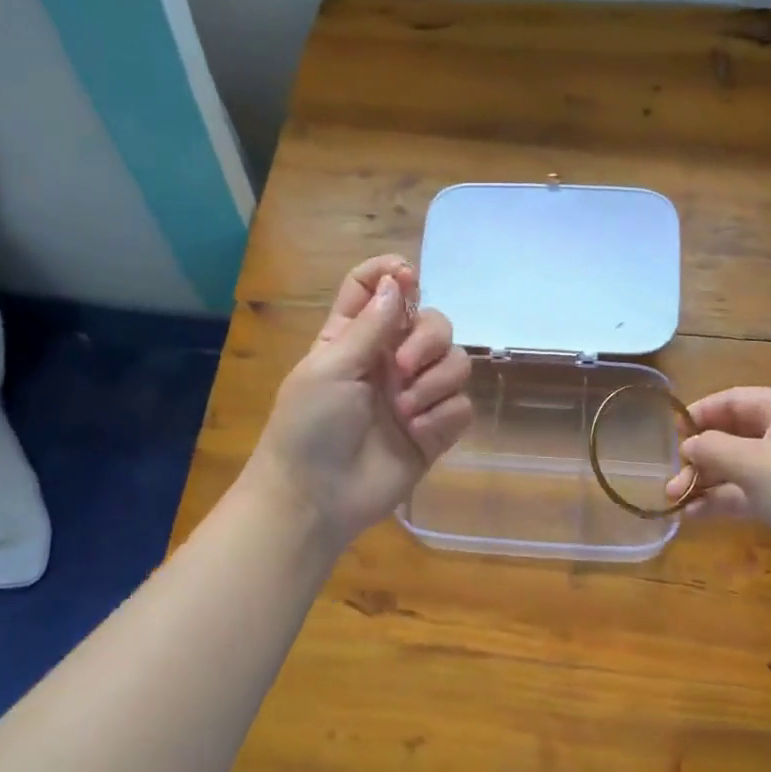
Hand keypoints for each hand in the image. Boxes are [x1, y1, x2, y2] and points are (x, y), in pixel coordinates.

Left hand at [243, 255, 472, 547]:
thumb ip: (370, 325)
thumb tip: (397, 279)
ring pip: (456, 362)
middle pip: (433, 322)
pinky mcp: (436, 429)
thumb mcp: (331, 367)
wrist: (316, 497)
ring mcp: (416, 395)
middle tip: (404, 368)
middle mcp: (391, 359)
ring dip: (435, 382)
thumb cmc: (309, 426)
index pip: (376, 288)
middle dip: (427, 339)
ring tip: (405, 410)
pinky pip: (461, 405)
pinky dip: (442, 416)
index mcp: (355, 337)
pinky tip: (417, 432)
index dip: (393, 274)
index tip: (407, 277)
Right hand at [663, 386, 770, 567]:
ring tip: (673, 498)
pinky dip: (721, 500)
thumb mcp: (754, 463)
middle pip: (733, 434)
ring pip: (737, 466)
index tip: (672, 432)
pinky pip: (746, 491)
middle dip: (700, 455)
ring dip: (705, 480)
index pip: (736, 400)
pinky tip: (693, 515)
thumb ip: (713, 448)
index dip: (701, 412)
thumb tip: (688, 445)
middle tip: (672, 475)